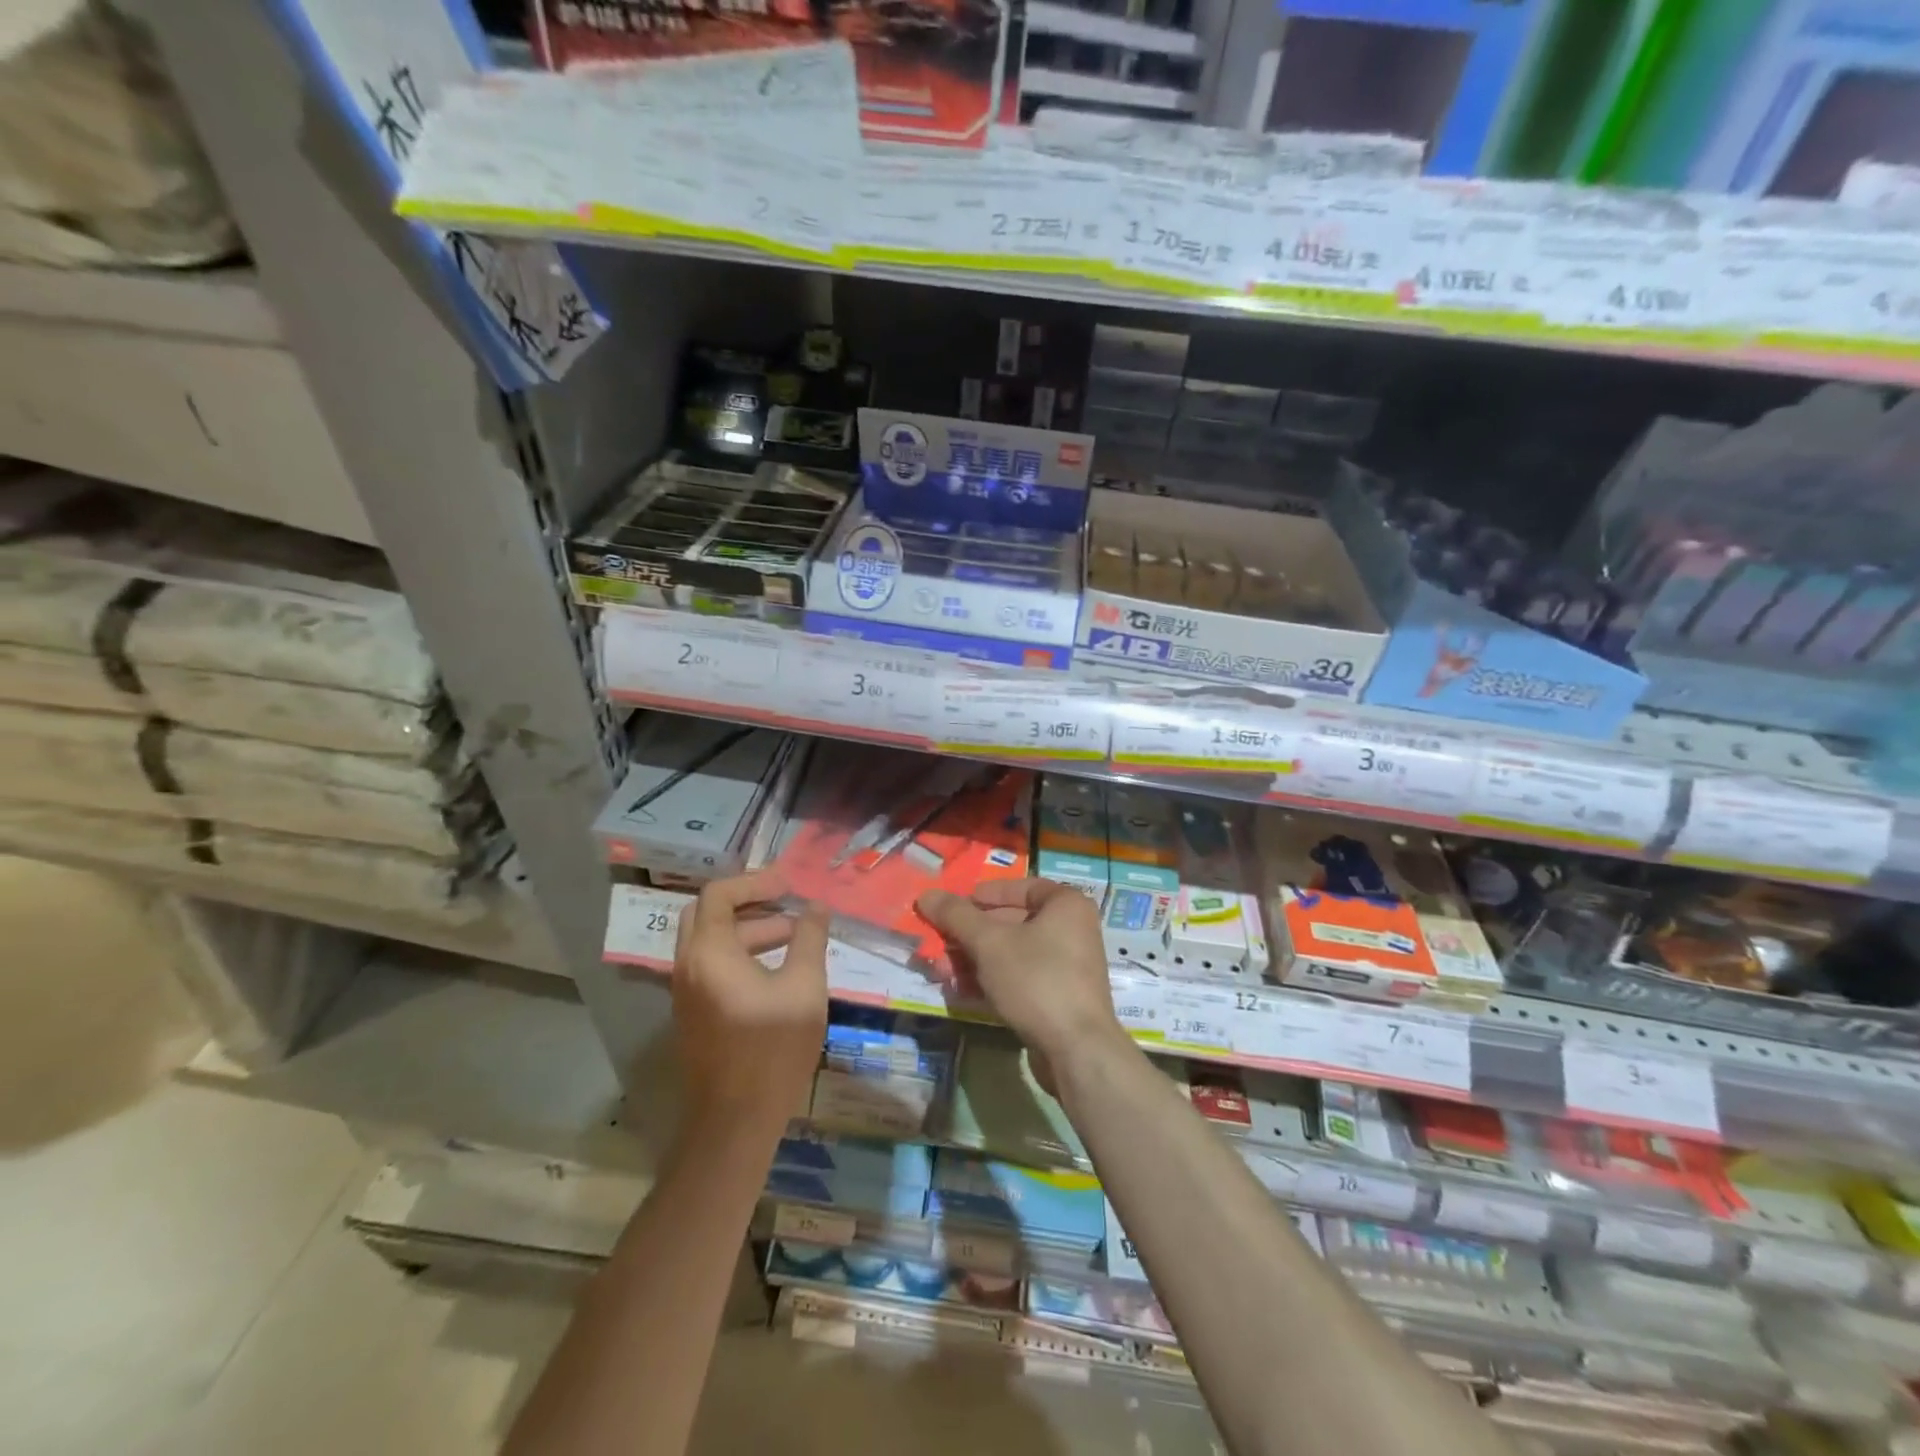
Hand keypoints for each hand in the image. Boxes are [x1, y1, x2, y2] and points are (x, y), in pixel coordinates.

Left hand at [672, 868, 828, 1140]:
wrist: (735, 1121)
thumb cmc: (773, 1049)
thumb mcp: (804, 987)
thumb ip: (809, 939)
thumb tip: (816, 906)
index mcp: (710, 953)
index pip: (719, 894)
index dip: (755, 881)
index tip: (790, 885)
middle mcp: (688, 966)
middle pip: (707, 913)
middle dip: (748, 901)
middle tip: (785, 901)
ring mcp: (686, 992)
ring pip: (710, 941)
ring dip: (748, 929)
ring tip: (793, 935)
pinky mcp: (694, 1013)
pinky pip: (711, 966)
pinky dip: (740, 953)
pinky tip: (777, 969)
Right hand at [917, 878, 1127, 1087]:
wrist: (1076, 1050)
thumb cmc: (1036, 979)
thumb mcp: (989, 942)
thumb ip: (956, 916)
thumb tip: (926, 894)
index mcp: (1067, 905)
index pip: (1022, 887)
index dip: (986, 894)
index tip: (957, 906)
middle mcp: (1072, 930)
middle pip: (1012, 922)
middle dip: (970, 935)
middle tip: (939, 943)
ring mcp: (1067, 967)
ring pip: (1012, 954)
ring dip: (974, 960)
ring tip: (941, 972)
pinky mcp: (1059, 999)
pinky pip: (1020, 980)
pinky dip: (991, 981)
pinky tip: (961, 992)